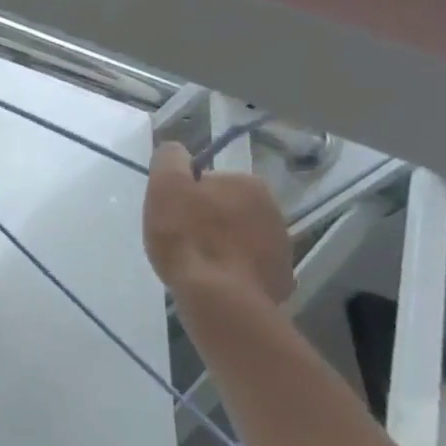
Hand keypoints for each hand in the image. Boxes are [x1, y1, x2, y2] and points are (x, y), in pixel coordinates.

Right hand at [142, 142, 293, 305]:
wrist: (220, 297)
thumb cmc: (188, 238)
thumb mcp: (165, 190)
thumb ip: (169, 161)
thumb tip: (174, 148)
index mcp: (246, 183)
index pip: (207, 182)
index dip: (184, 199)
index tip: (170, 218)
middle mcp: (272, 207)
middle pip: (225, 209)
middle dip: (206, 221)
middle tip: (179, 243)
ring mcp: (280, 244)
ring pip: (239, 237)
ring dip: (220, 246)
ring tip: (196, 266)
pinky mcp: (279, 275)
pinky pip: (249, 265)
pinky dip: (233, 270)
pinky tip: (214, 282)